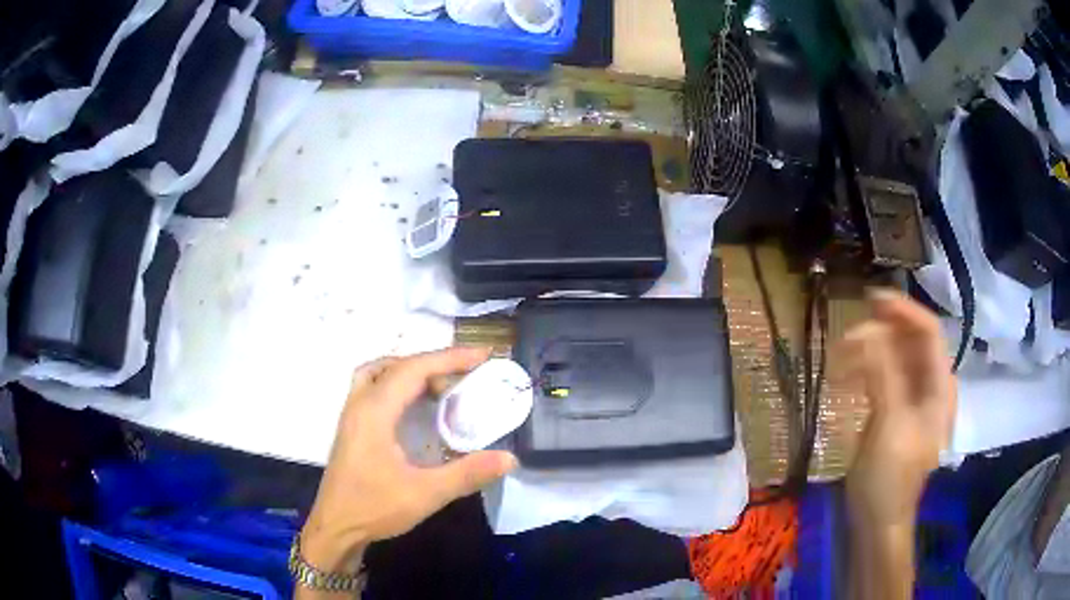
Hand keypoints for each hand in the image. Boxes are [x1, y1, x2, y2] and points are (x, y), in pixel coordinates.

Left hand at [300, 348, 517, 573]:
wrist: (336, 527)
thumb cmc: (375, 508)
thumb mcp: (425, 494)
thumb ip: (467, 474)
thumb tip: (509, 458)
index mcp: (374, 412)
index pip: (414, 369)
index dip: (450, 358)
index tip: (483, 355)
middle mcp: (360, 404)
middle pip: (397, 365)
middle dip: (435, 364)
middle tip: (468, 376)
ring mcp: (352, 414)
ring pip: (380, 372)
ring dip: (412, 371)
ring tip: (441, 385)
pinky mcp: (352, 426)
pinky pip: (374, 387)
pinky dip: (398, 383)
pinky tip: (414, 406)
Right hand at [838, 289, 955, 529]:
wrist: (877, 519)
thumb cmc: (891, 476)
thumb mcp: (890, 424)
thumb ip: (883, 373)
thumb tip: (866, 330)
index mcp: (940, 387)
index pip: (929, 332)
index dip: (904, 310)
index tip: (872, 299)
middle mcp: (930, 386)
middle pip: (910, 341)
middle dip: (881, 331)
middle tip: (848, 333)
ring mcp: (911, 399)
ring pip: (893, 358)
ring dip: (868, 351)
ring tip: (839, 356)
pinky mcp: (893, 410)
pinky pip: (881, 377)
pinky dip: (864, 370)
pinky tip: (844, 377)